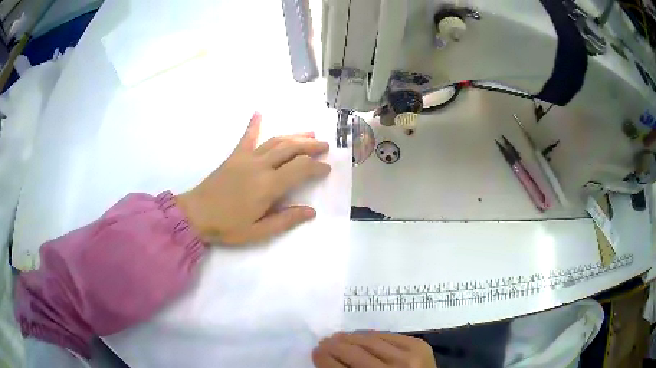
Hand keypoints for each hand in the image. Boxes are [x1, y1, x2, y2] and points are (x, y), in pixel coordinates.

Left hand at [176, 112, 330, 244]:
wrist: (195, 215)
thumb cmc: (227, 226)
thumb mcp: (258, 232)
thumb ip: (285, 220)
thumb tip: (311, 211)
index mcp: (268, 185)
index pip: (301, 169)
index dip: (317, 167)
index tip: (327, 169)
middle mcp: (260, 166)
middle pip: (291, 149)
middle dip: (311, 146)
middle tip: (325, 146)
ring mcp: (246, 158)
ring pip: (275, 141)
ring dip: (294, 136)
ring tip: (310, 134)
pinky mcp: (234, 156)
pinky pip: (247, 137)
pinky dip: (253, 124)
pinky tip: (259, 112)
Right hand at [312, 332, 437, 367]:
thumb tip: (326, 358)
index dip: (324, 359)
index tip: (315, 351)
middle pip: (354, 353)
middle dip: (334, 346)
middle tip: (324, 342)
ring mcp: (409, 356)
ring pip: (370, 340)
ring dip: (350, 337)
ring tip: (339, 336)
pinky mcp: (419, 345)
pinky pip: (388, 335)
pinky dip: (371, 335)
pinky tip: (361, 336)